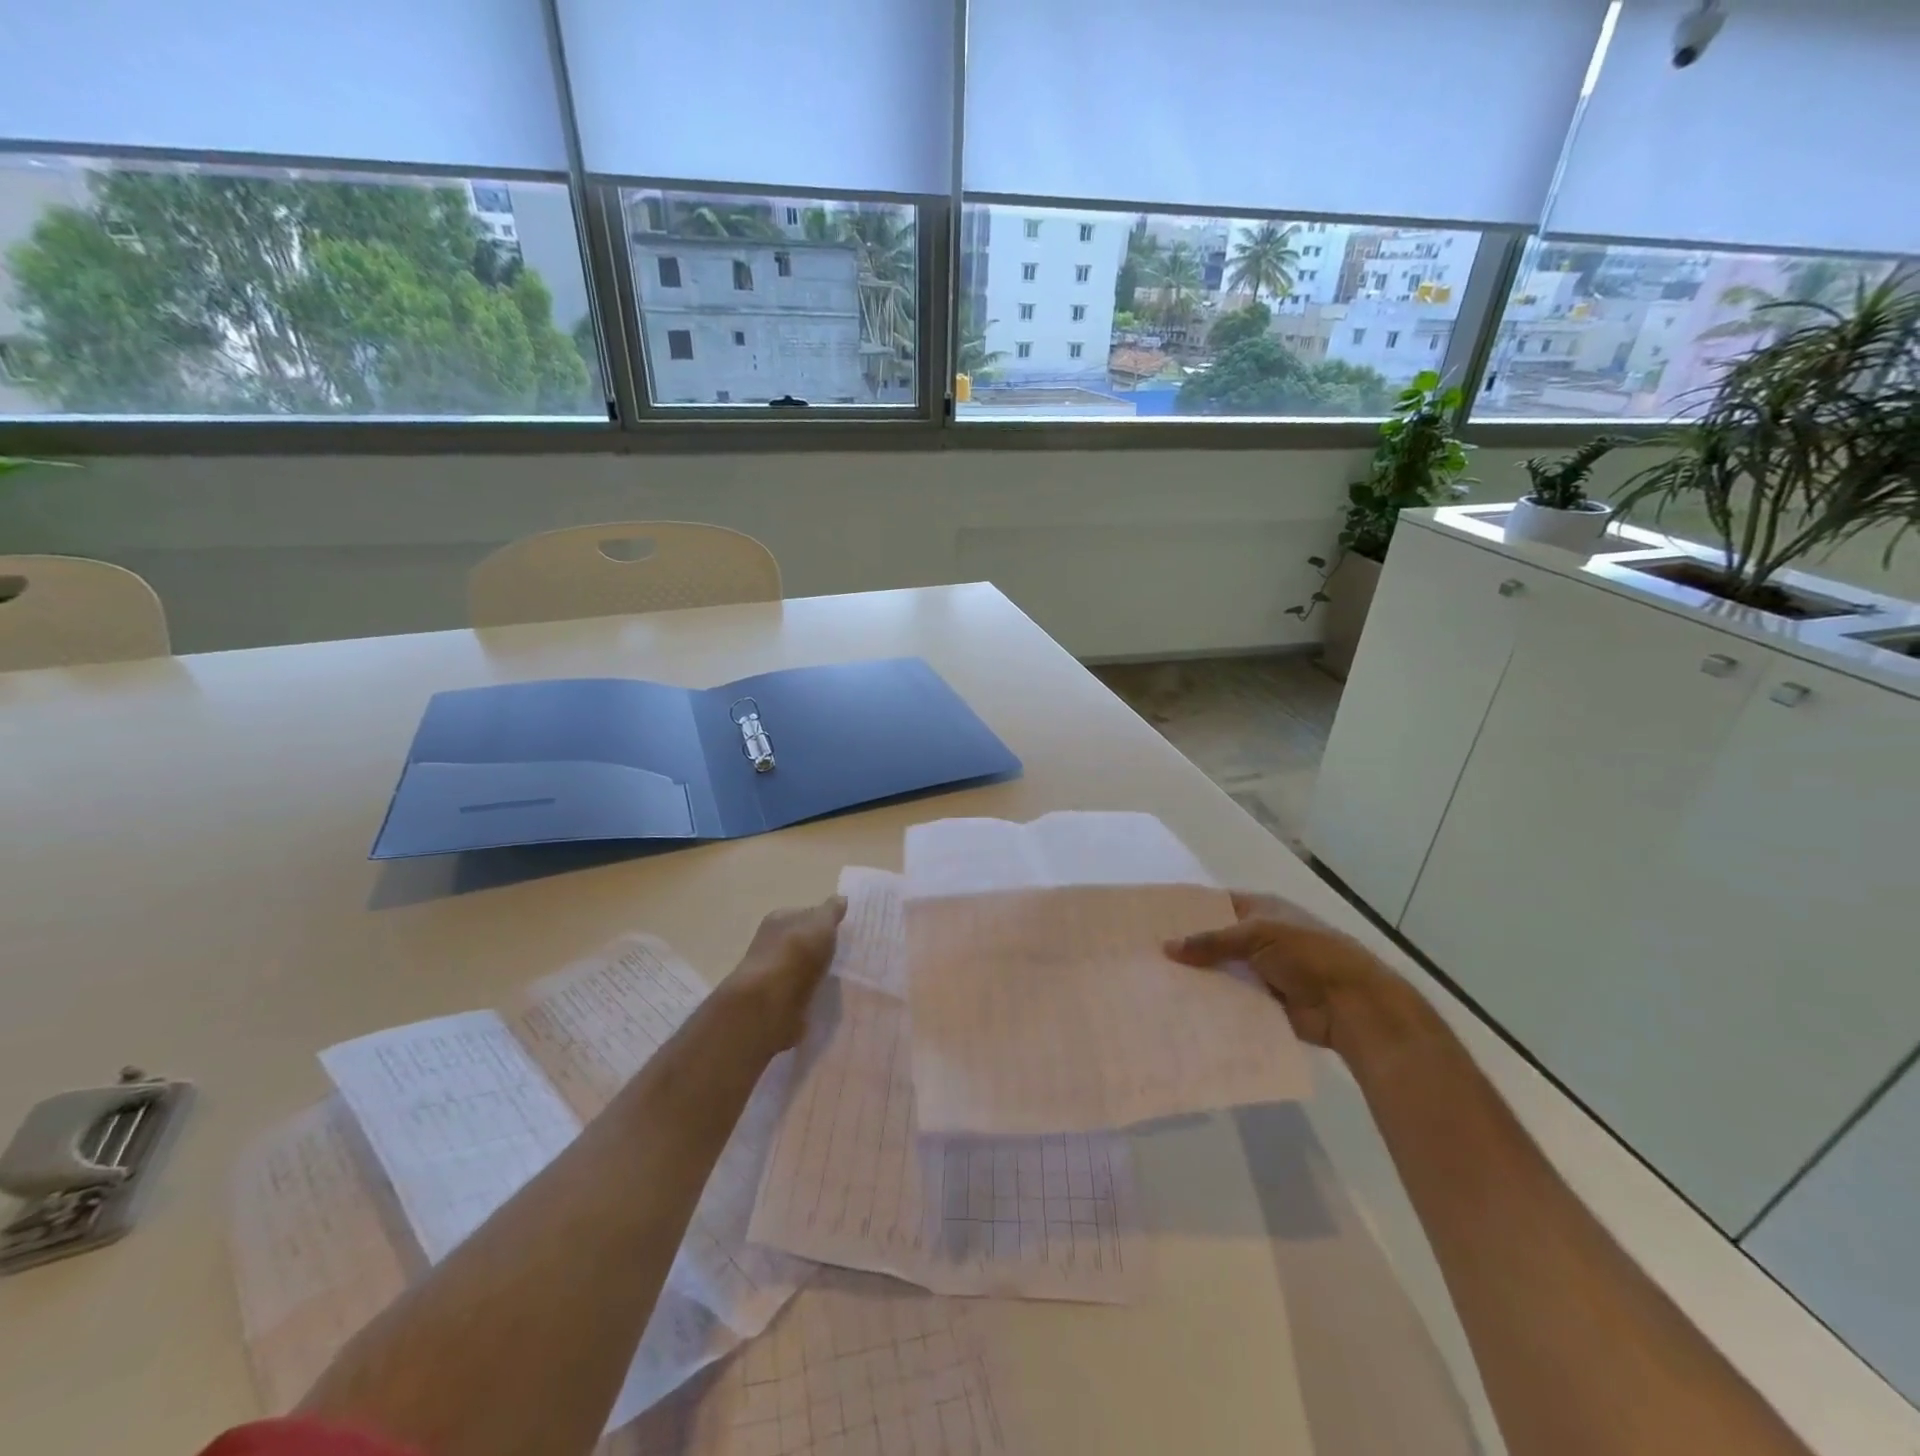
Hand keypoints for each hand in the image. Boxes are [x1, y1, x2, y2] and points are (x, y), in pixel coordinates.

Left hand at [720, 896, 847, 1053]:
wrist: (771, 1002)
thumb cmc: (796, 952)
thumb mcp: (821, 923)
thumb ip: (831, 911)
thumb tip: (841, 898)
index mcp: (779, 919)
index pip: (804, 914)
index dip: (823, 920)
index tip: (843, 931)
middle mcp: (772, 944)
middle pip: (802, 942)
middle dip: (821, 948)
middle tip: (846, 954)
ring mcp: (774, 974)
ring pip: (802, 968)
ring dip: (817, 972)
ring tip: (841, 977)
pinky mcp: (778, 1001)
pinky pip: (802, 992)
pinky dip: (813, 993)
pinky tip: (828, 995)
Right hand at [1165, 891, 1436, 1063]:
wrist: (1353, 1005)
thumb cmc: (1309, 954)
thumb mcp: (1258, 935)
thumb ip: (1212, 941)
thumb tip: (1166, 947)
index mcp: (1260, 910)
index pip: (1214, 905)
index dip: (1186, 911)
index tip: (1150, 920)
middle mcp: (1257, 938)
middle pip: (1213, 940)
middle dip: (1185, 948)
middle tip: (1142, 955)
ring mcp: (1260, 972)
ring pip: (1219, 972)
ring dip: (1195, 978)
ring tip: (1151, 984)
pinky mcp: (1262, 1003)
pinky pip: (1229, 1000)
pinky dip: (1210, 1004)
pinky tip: (1178, 1009)